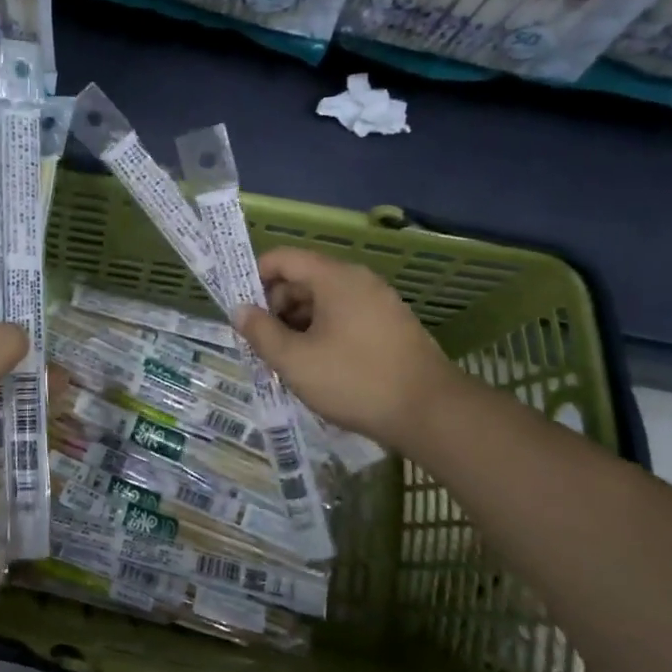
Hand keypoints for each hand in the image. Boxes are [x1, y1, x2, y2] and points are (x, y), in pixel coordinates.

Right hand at [233, 246, 453, 448]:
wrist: (431, 413)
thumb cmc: (354, 380)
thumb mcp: (294, 360)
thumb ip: (260, 332)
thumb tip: (240, 310)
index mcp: (334, 278)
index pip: (283, 258)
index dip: (255, 278)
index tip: (242, 311)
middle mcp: (358, 281)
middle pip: (303, 279)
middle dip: (276, 307)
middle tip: (262, 344)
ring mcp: (379, 303)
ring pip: (324, 301)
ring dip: (298, 324)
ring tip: (287, 361)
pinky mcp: (391, 326)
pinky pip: (345, 317)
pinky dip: (323, 333)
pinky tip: (318, 367)